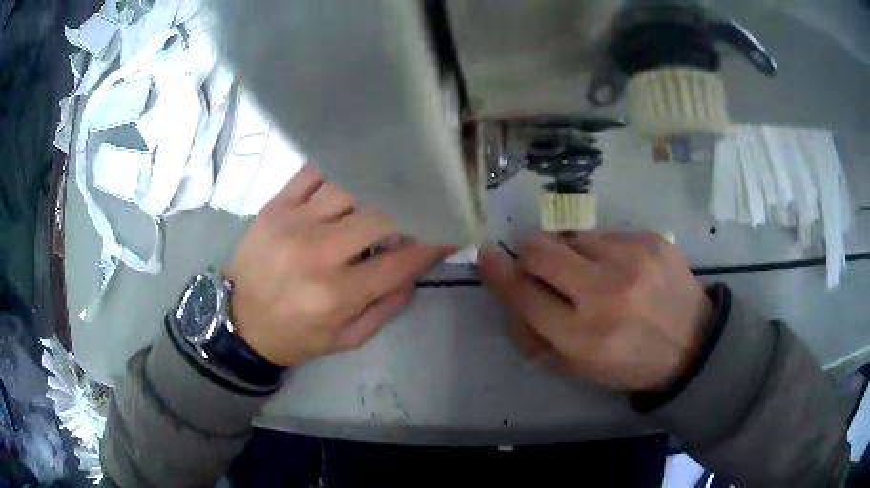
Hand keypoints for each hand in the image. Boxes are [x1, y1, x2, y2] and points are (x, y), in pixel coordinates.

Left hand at [225, 164, 451, 366]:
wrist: (238, 322)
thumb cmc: (295, 336)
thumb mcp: (345, 339)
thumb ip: (385, 308)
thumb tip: (415, 269)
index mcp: (336, 294)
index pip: (401, 260)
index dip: (434, 244)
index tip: (452, 230)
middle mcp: (317, 254)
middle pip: (380, 216)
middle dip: (411, 209)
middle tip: (424, 204)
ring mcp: (293, 223)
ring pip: (350, 187)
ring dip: (377, 187)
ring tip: (392, 185)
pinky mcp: (274, 206)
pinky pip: (312, 172)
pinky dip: (338, 168)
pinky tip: (354, 169)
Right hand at [479, 231, 711, 391]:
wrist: (693, 343)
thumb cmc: (631, 363)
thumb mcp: (579, 369)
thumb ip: (536, 337)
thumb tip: (509, 294)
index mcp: (583, 337)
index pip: (524, 295)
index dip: (499, 274)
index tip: (488, 256)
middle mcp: (606, 294)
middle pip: (541, 252)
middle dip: (529, 254)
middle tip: (538, 262)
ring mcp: (633, 259)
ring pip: (573, 236)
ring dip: (571, 253)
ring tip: (593, 273)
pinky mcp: (652, 239)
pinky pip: (607, 233)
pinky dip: (603, 249)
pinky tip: (623, 268)